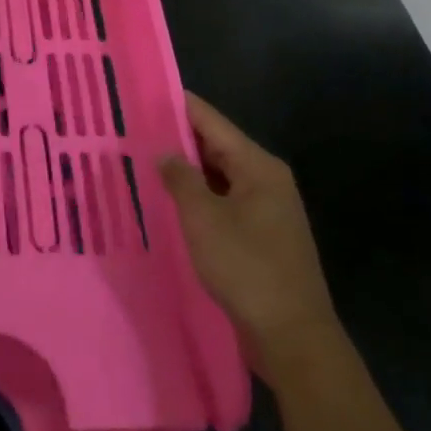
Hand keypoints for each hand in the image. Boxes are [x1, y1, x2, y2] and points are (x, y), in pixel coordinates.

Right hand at [160, 93, 340, 384]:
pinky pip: (225, 202)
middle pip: (217, 146)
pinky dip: (200, 198)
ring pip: (220, 177)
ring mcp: (268, 210)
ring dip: (188, 172)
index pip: (211, 121)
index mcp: (258, 166)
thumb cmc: (247, 267)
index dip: (179, 106)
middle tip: (136, 130)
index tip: (146, 92)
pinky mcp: (263, 236)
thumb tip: (165, 153)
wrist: (294, 338)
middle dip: (179, 139)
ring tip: (146, 162)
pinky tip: (172, 202)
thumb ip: (180, 178)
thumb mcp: (203, 218)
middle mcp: (267, 180)